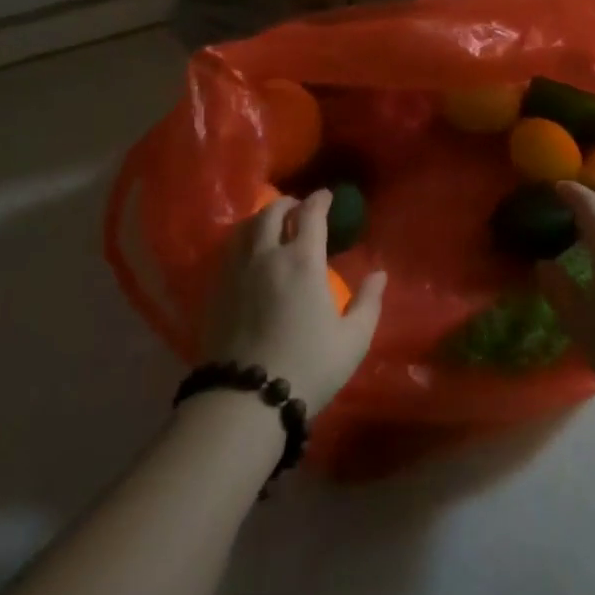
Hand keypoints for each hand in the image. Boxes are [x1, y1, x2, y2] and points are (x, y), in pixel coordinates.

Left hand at [201, 191, 386, 412]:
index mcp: (303, 261)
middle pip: (271, 213)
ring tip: (270, 225)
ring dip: (261, 219)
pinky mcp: (216, 290)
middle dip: (287, 203)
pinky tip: (247, 254)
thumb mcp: (353, 339)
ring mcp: (236, 271)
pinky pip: (228, 251)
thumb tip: (379, 274)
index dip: (320, 200)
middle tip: (297, 208)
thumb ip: (368, 302)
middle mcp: (266, 255)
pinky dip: (242, 241)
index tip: (326, 196)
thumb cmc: (309, 366)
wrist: (247, 398)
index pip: (311, 215)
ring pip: (245, 228)